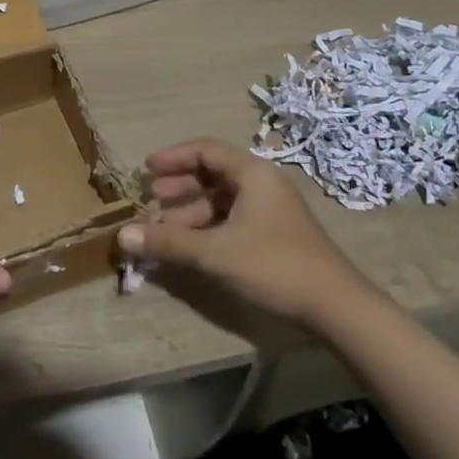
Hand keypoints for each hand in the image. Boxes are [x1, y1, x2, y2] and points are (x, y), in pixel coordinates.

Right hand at [117, 138, 375, 325]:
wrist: (337, 308)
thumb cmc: (274, 266)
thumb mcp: (215, 252)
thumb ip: (168, 242)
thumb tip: (122, 236)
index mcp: (252, 173)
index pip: (206, 150)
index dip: (174, 158)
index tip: (147, 170)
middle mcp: (262, 184)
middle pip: (212, 174)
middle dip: (178, 188)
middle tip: (151, 202)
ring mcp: (271, 210)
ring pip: (221, 200)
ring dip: (190, 213)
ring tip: (163, 231)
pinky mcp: (275, 235)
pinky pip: (232, 219)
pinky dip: (208, 228)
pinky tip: (190, 247)